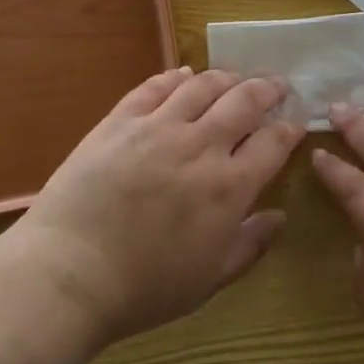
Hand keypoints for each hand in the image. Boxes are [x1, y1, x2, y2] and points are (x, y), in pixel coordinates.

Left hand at [0, 67, 304, 347]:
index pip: (273, 142)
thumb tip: (280, 217)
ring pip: (203, 85)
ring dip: (227, 78)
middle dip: (268, 89)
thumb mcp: (210, 278)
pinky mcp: (120, 121)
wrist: (69, 273)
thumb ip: (251, 245)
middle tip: (277, 86)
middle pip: (245, 100)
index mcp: (229, 186)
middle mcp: (201, 146)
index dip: (289, 129)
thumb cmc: (145, 287)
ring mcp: (158, 128)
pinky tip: (183, 76)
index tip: (295, 125)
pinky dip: (175, 77)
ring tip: (235, 79)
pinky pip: (154, 87)